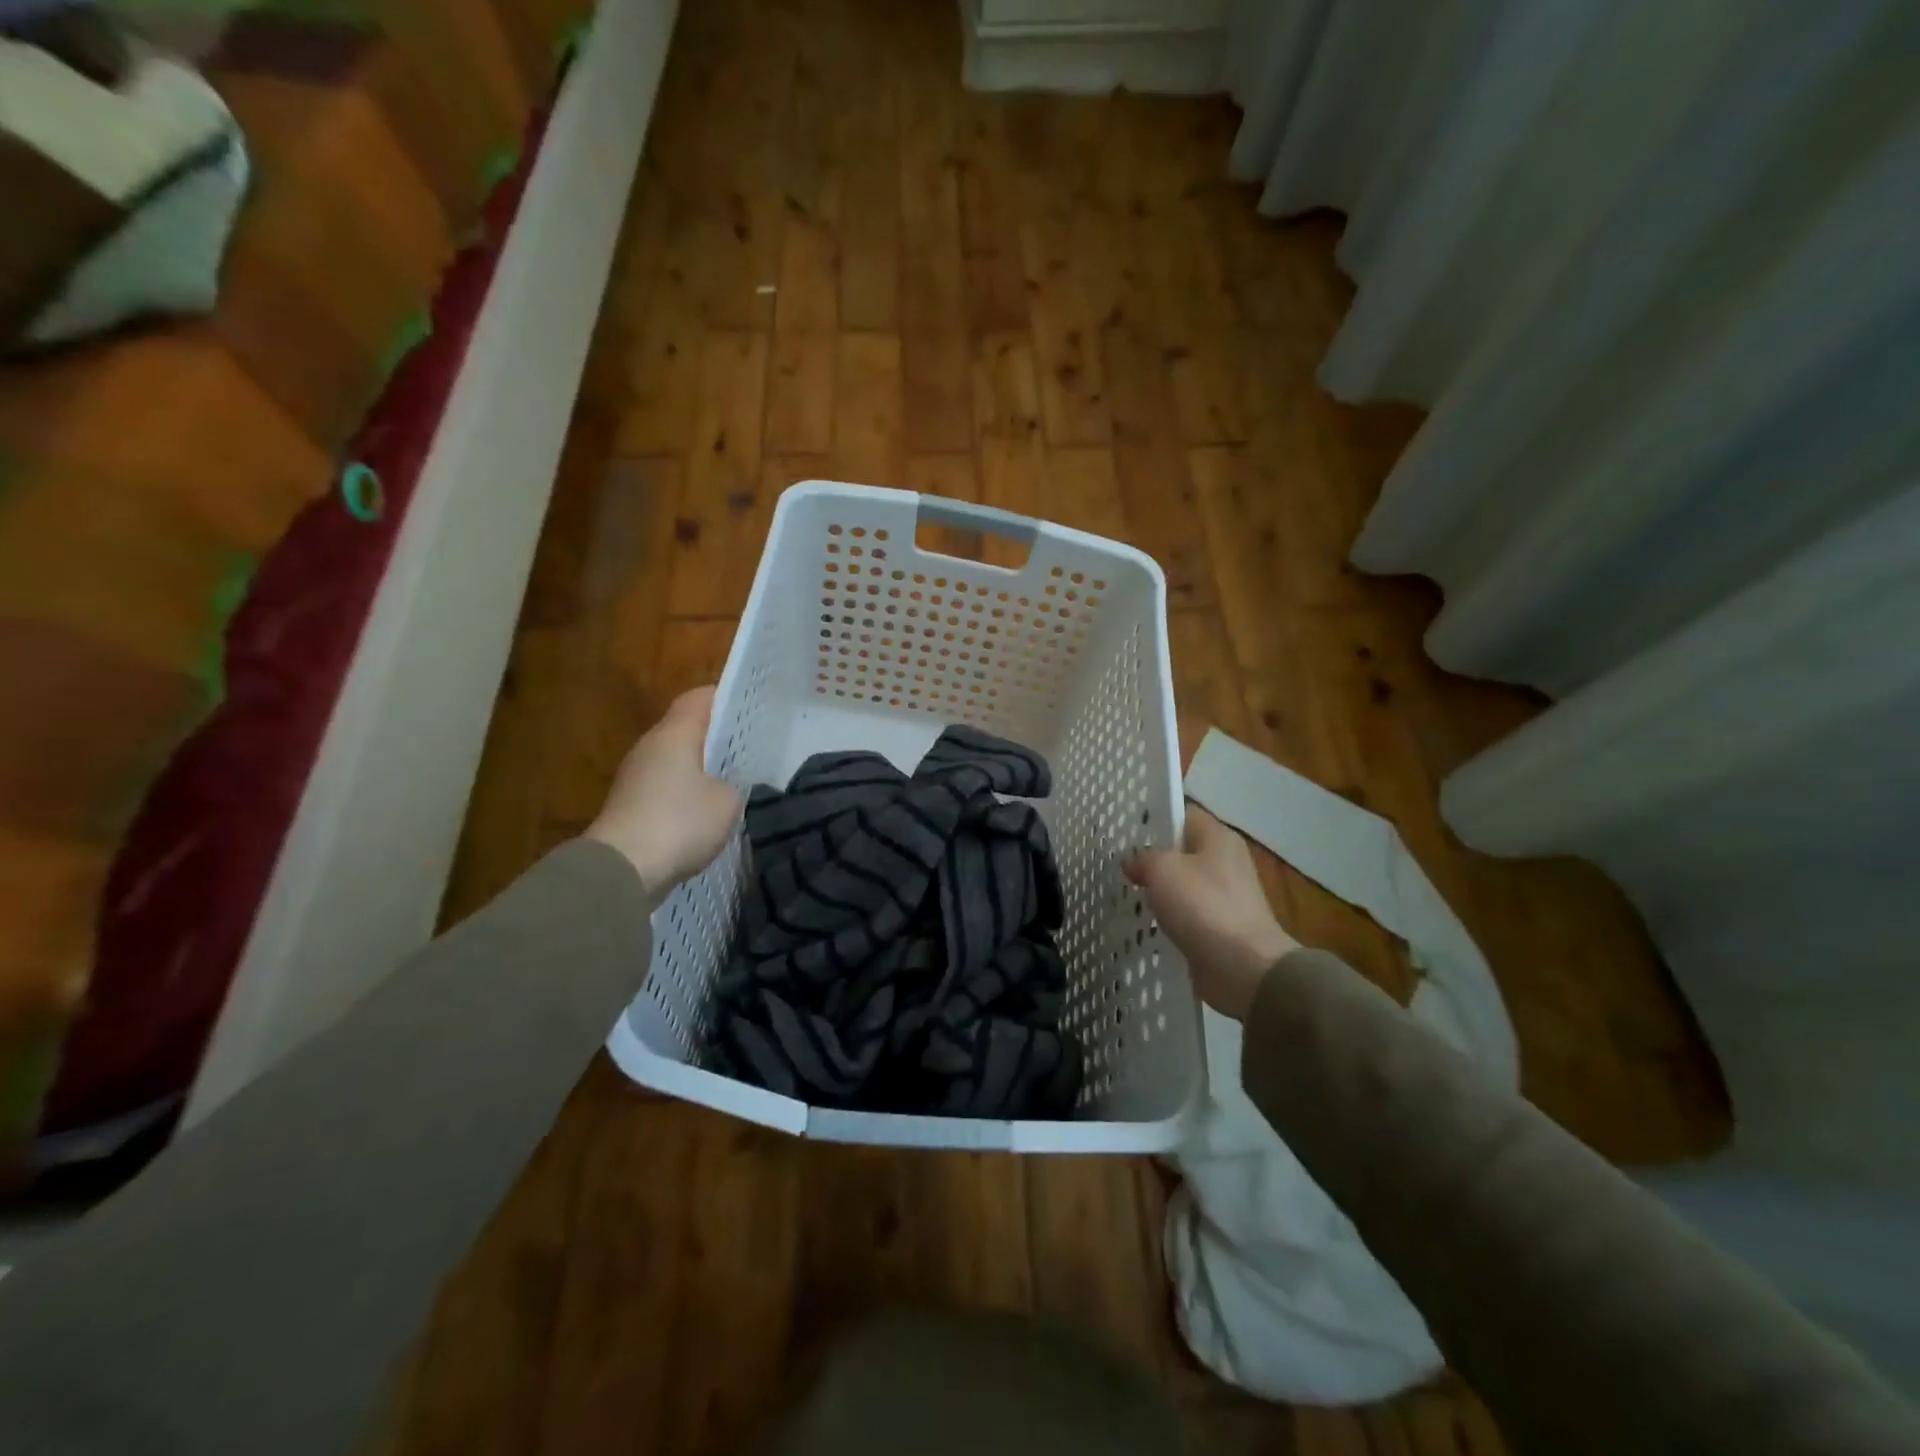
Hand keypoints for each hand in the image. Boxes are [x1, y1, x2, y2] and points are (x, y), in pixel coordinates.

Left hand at [585, 687, 742, 905]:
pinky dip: (684, 795)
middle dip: (714, 736)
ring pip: (674, 760)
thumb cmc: (680, 822)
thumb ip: (733, 785)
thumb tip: (723, 787)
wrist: (622, 870)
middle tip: (747, 747)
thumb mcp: (728, 802)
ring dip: (699, 769)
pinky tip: (704, 813)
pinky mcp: (629, 806)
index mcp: (674, 734)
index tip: (749, 708)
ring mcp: (634, 777)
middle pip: (684, 729)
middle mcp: (650, 747)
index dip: (725, 698)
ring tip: (731, 782)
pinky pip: (664, 788)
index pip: (699, 699)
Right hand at [1124, 806, 1298, 1020]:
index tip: (1124, 830)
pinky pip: (1187, 914)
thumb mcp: (1163, 869)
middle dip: (1152, 857)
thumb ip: (1143, 858)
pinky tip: (1144, 924)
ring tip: (1125, 893)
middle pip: (1182, 850)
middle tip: (1118, 863)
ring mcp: (1225, 897)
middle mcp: (1225, 862)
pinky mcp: (1220, 928)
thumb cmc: (1204, 906)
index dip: (1154, 818)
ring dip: (1158, 891)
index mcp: (1218, 838)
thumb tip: (1133, 862)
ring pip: (1182, 884)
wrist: (1243, 967)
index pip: (1183, 814)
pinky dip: (1168, 918)